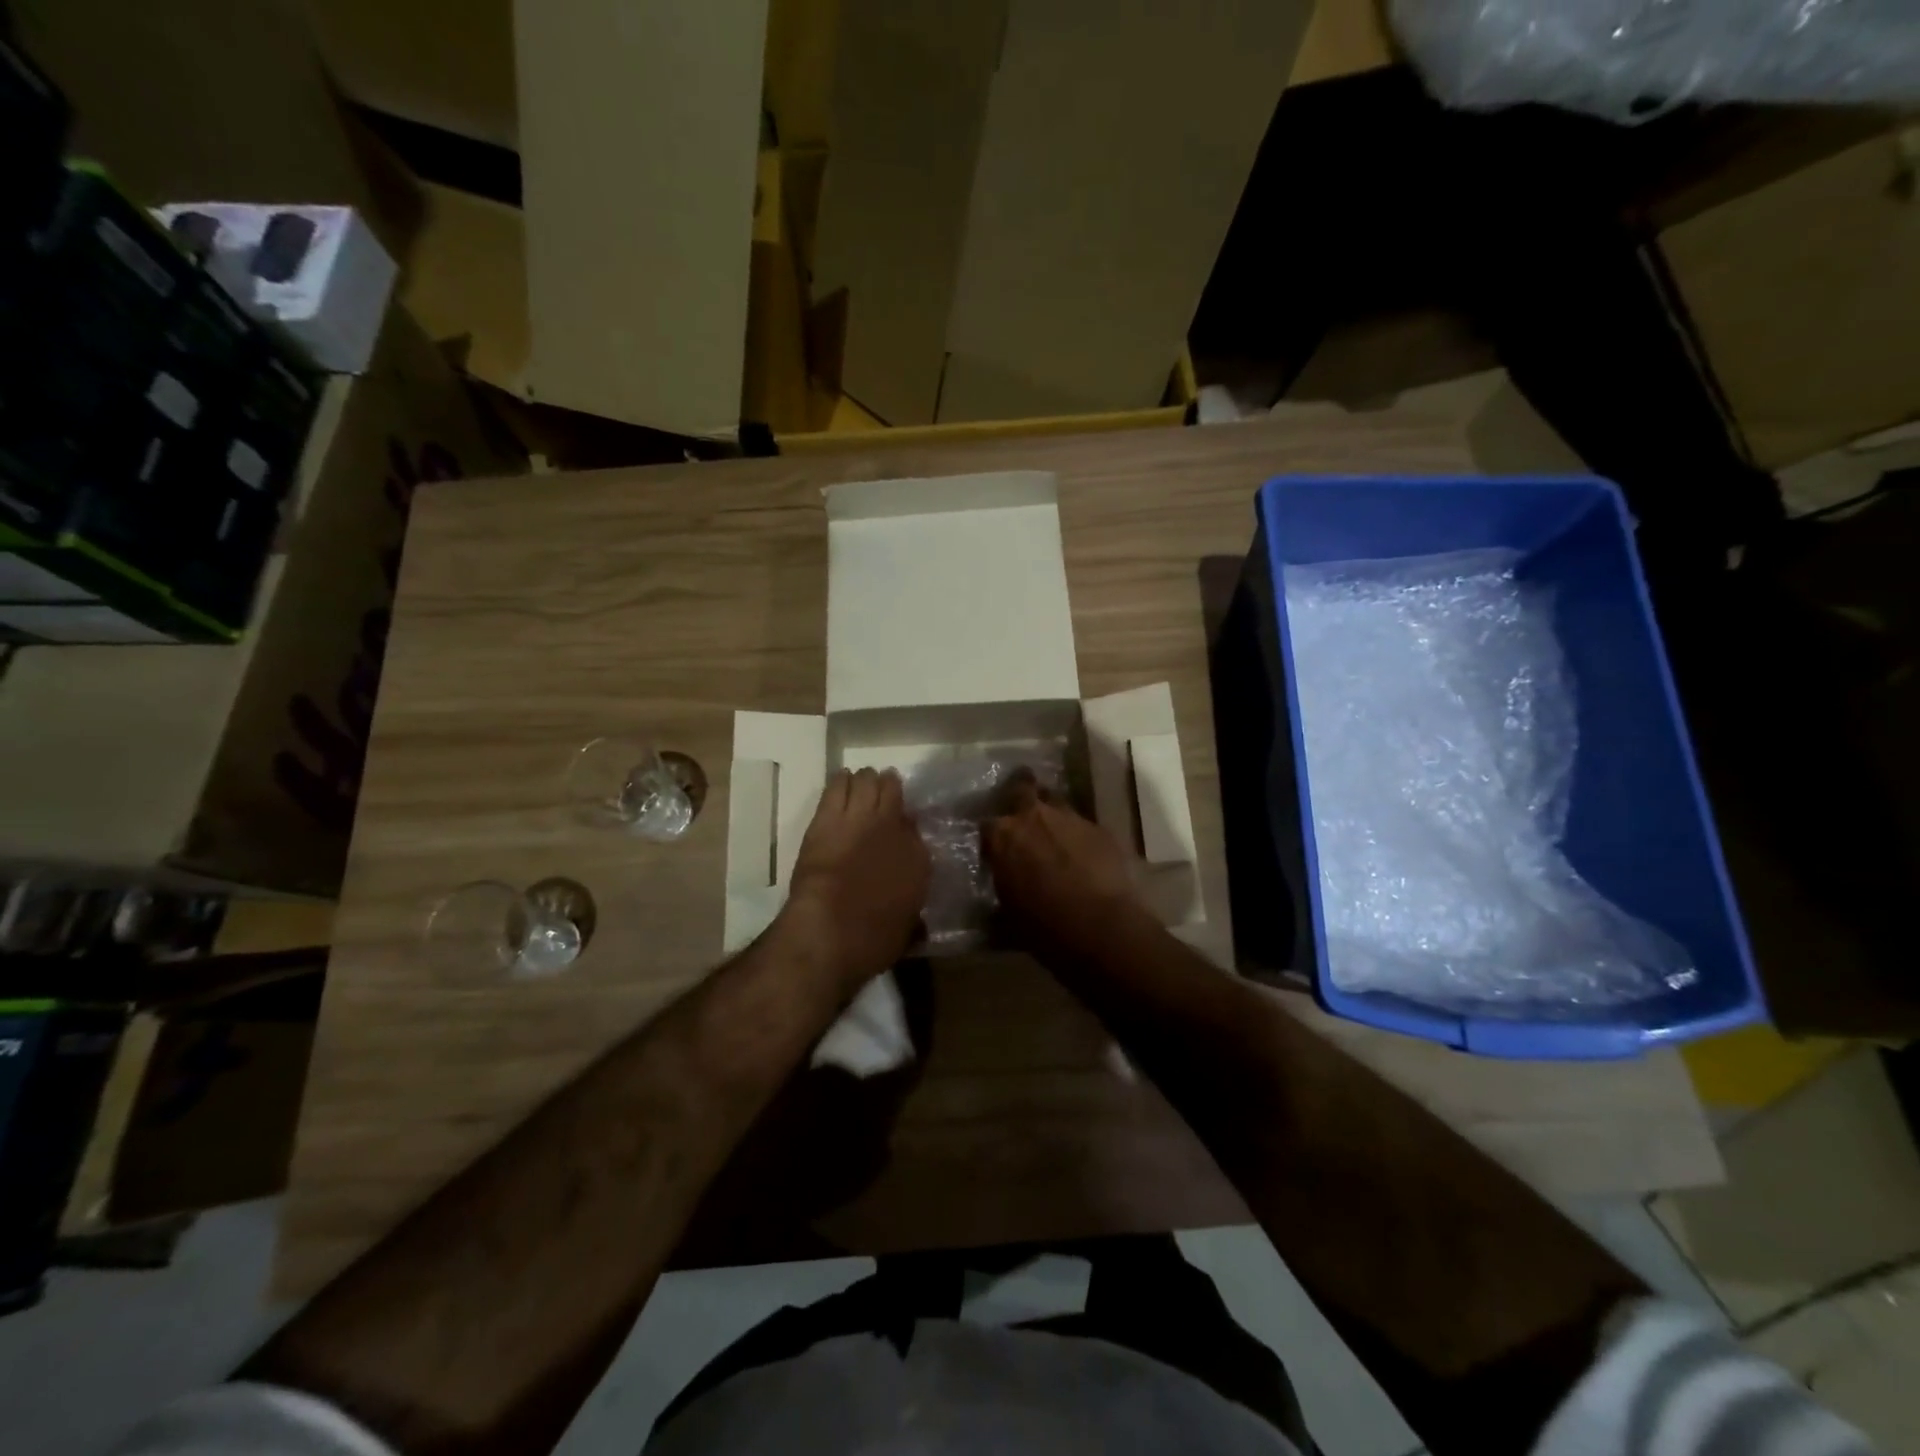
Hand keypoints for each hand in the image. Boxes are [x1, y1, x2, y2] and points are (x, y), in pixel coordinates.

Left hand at [782, 767, 929, 994]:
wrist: (831, 931)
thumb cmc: (872, 941)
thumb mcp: (907, 927)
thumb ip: (912, 908)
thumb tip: (916, 911)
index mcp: (919, 857)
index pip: (915, 826)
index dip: (905, 823)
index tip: (899, 826)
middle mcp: (894, 828)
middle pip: (893, 792)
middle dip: (887, 790)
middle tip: (881, 794)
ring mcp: (861, 818)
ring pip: (867, 780)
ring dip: (865, 781)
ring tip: (861, 784)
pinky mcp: (828, 817)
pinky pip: (837, 786)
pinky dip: (841, 781)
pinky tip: (841, 781)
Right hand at [984, 774, 1146, 955]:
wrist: (1100, 927)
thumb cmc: (1043, 926)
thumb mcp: (1008, 914)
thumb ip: (1002, 890)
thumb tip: (999, 894)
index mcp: (1003, 836)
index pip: (987, 825)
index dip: (993, 837)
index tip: (997, 850)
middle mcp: (1033, 816)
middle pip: (1022, 787)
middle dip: (1020, 794)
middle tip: (1023, 813)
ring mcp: (1070, 818)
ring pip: (1056, 803)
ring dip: (1052, 816)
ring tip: (1056, 838)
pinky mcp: (1100, 828)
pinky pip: (1083, 825)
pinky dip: (1079, 836)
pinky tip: (1085, 857)